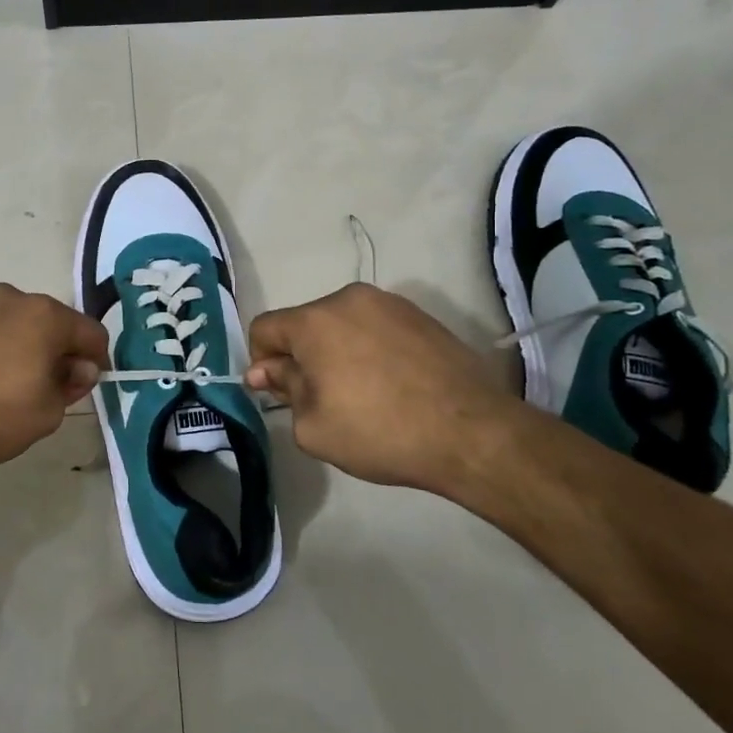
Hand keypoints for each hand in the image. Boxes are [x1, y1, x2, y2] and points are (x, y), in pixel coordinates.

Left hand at [0, 283, 108, 478]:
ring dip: (26, 351)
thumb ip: (71, 386)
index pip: (91, 332)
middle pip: (54, 324)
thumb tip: (78, 367)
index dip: (97, 362)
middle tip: (48, 395)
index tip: (85, 389)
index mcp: (44, 315)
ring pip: (19, 326)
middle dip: (59, 355)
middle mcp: (12, 297)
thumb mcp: (45, 414)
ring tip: (9, 392)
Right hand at [245, 284, 528, 494]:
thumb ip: (283, 389)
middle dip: (301, 356)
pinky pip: (376, 328)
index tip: (278, 393)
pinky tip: (390, 385)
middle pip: (304, 324)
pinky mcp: (421, 316)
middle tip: (319, 398)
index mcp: (315, 320)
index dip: (261, 361)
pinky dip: (370, 350)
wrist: (472, 433)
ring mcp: (390, 303)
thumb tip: (268, 370)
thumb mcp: (312, 425)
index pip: (264, 328)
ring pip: (341, 324)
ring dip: (336, 352)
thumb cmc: (380, 431)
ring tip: (360, 393)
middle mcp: (348, 298)